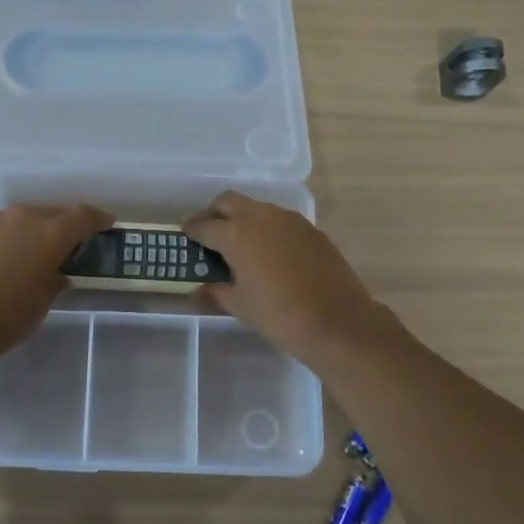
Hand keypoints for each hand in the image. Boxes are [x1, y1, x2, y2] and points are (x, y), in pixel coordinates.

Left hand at [0, 202, 110, 364]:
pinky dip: (13, 236)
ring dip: (37, 228)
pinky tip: (10, 255)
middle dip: (67, 223)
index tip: (107, 224)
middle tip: (73, 241)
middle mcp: (24, 217)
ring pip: (26, 217)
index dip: (98, 219)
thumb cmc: (5, 318)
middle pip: (54, 212)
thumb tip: (57, 274)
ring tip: (40, 248)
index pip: (83, 216)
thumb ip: (54, 282)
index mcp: (50, 233)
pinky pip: (3, 227)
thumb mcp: (41, 304)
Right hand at [183, 192, 392, 365]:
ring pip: (258, 208)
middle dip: (215, 213)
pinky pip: (281, 222)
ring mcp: (290, 220)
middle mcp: (261, 217)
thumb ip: (216, 294)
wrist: (337, 321)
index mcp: (236, 233)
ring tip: (240, 244)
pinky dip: (268, 230)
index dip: (192, 229)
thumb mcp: (240, 306)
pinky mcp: (312, 230)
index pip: (204, 225)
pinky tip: (270, 253)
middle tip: (209, 232)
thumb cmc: (279, 314)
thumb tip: (197, 292)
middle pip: (229, 202)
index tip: (186, 233)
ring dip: (244, 219)